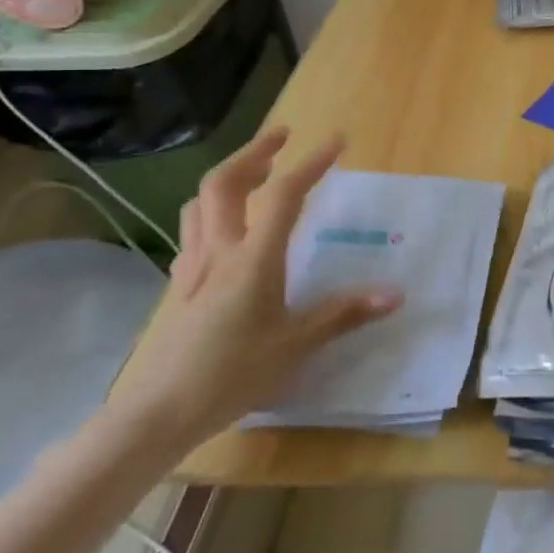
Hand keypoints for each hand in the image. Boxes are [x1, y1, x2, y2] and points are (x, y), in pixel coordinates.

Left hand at [110, 127, 400, 451]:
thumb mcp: (296, 346)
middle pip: (224, 183)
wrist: (158, 414)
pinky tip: (228, 230)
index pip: (285, 195)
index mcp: (253, 259)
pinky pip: (192, 231)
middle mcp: (220, 251)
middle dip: (254, 152)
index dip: (312, 163)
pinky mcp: (180, 287)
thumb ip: (344, 314)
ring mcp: (194, 267)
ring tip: (256, 175)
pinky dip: (211, 212)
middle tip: (283, 138)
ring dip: (228, 177)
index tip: (336, 141)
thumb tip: (395, 294)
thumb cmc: (232, 376)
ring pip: (200, 203)